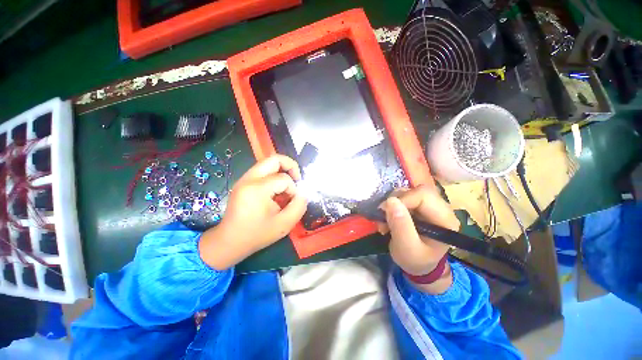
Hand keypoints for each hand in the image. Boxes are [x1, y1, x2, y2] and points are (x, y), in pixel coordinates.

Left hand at [199, 155, 307, 269]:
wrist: (229, 242)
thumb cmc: (256, 235)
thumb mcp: (284, 224)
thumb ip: (299, 206)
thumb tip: (303, 193)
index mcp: (257, 188)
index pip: (284, 178)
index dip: (293, 189)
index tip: (292, 202)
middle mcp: (248, 179)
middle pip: (274, 159)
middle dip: (290, 166)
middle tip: (297, 179)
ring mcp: (244, 179)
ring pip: (268, 164)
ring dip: (282, 172)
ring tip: (286, 188)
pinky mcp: (243, 183)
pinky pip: (262, 171)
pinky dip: (273, 177)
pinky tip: (276, 192)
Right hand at [378, 185, 459, 293]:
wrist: (418, 265)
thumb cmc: (415, 260)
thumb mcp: (407, 248)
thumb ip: (400, 226)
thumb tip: (391, 201)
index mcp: (445, 219)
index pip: (423, 195)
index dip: (402, 199)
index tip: (385, 212)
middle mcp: (441, 208)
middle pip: (416, 190)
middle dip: (395, 201)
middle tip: (383, 216)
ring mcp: (430, 205)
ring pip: (407, 191)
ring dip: (391, 204)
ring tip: (385, 221)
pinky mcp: (419, 205)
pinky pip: (402, 196)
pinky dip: (391, 206)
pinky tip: (388, 218)